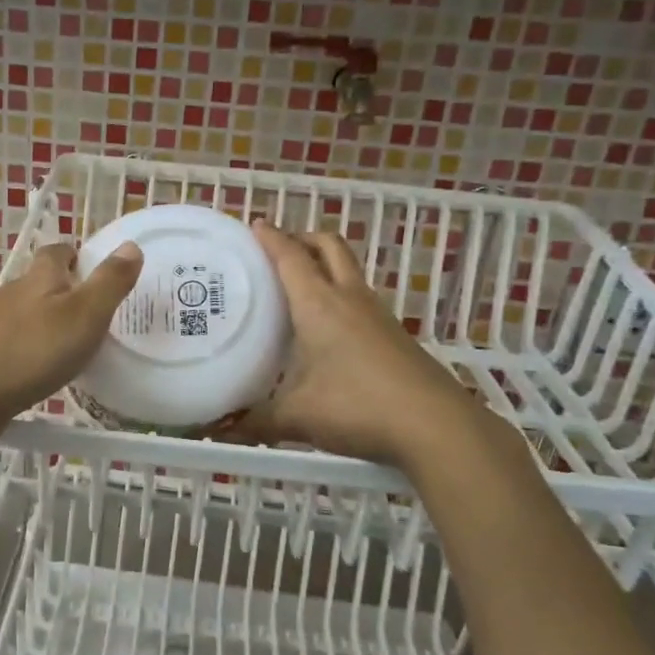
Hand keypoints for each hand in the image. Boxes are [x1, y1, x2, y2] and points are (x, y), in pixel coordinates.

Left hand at [0, 240, 142, 433]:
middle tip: (94, 314)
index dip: (77, 255)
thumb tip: (131, 245)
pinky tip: (39, 373)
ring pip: (24, 316)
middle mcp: (11, 294)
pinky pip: (11, 345)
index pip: (58, 252)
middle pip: (39, 283)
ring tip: (71, 347)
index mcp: (38, 278)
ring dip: (45, 325)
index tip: (95, 270)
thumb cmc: (31, 351)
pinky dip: (28, 352)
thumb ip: (110, 282)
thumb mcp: (84, 315)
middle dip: (64, 292)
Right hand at [239, 222, 504, 467]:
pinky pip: (360, 299)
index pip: (290, 257)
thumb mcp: (298, 417)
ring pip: (348, 271)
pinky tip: (327, 329)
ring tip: (298, 288)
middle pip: (329, 247)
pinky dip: (339, 296)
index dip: (271, 238)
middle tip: (279, 250)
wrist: (435, 425)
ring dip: (324, 266)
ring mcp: (377, 315)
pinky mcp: (394, 335)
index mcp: (318, 304)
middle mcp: (349, 298)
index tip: (255, 224)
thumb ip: (254, 422)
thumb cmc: (357, 406)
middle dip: (303, 238)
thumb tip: (219, 430)